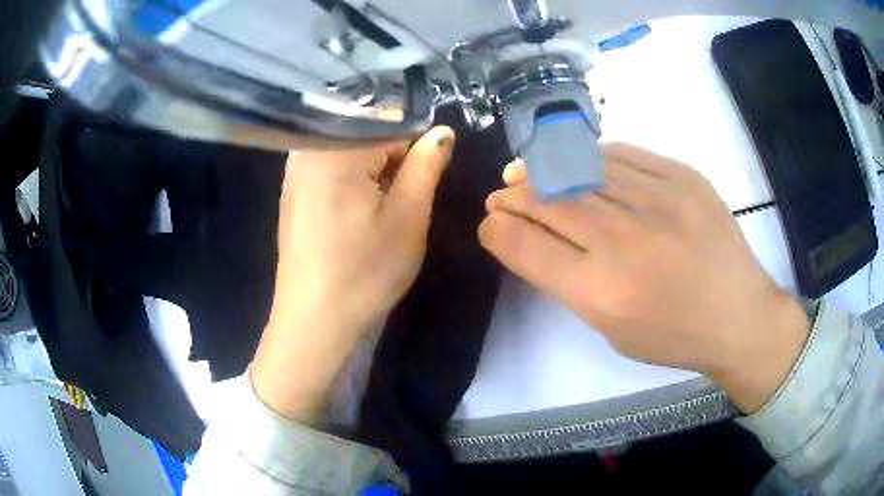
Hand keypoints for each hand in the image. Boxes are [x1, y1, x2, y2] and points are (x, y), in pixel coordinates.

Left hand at [252, 126, 455, 421]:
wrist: (313, 321)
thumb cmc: (364, 271)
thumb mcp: (407, 216)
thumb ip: (426, 164)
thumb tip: (442, 132)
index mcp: (335, 147)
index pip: (390, 123)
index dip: (415, 149)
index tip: (423, 181)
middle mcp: (308, 149)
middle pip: (366, 134)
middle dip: (392, 161)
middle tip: (401, 202)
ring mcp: (295, 172)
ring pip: (350, 153)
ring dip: (373, 174)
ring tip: (380, 213)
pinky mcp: (293, 193)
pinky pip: (331, 170)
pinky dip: (353, 184)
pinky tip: (357, 217)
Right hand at [480, 142, 809, 412]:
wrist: (739, 314)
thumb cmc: (673, 335)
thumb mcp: (611, 329)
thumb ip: (570, 283)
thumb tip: (533, 239)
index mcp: (603, 293)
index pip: (528, 247)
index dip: (498, 230)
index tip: (490, 224)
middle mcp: (626, 242)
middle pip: (549, 203)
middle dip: (514, 197)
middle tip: (501, 194)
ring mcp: (659, 201)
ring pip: (581, 171)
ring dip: (543, 170)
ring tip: (525, 171)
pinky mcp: (684, 177)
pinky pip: (623, 154)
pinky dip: (589, 156)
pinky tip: (575, 160)